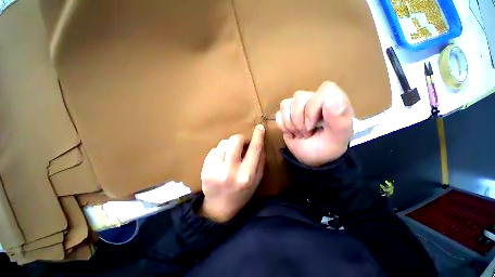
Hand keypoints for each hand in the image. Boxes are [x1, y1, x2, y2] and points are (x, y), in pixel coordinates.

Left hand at [200, 125, 265, 221]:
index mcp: (247, 176)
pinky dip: (220, 152)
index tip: (259, 127)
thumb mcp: (257, 180)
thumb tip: (259, 143)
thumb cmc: (242, 194)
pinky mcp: (204, 170)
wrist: (219, 208)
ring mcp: (214, 170)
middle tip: (243, 145)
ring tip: (231, 155)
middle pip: (235, 141)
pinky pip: (214, 150)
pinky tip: (222, 161)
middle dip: (241, 139)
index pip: (254, 149)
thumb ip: (260, 161)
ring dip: (230, 145)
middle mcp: (230, 171)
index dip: (258, 136)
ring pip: (223, 143)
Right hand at [275, 81, 352, 166]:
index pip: (323, 90)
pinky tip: (291, 132)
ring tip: (299, 133)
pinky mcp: (286, 114)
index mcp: (333, 101)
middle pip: (299, 97)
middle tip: (306, 133)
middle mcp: (314, 100)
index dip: (313, 107)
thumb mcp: (338, 137)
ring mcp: (298, 106)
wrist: (313, 158)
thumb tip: (331, 98)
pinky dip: (283, 126)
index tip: (312, 126)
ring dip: (290, 124)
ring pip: (285, 104)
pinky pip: (278, 114)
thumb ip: (340, 118)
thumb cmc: (327, 147)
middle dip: (299, 120)